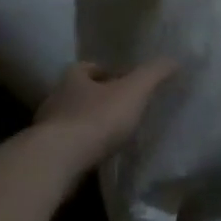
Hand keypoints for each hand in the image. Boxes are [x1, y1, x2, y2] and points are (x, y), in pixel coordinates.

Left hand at [34, 60, 176, 169]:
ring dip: (90, 125)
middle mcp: (56, 99)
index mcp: (73, 78)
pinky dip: (82, 148)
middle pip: (79, 94)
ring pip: (72, 120)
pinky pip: (67, 146)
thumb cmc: (97, 118)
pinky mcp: (46, 154)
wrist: (58, 161)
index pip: (88, 68)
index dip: (106, 72)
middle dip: (98, 99)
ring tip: (113, 135)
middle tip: (122, 108)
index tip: (124, 82)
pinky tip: (98, 156)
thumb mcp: (133, 91)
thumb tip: (174, 59)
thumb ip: (153, 74)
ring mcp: (47, 128)